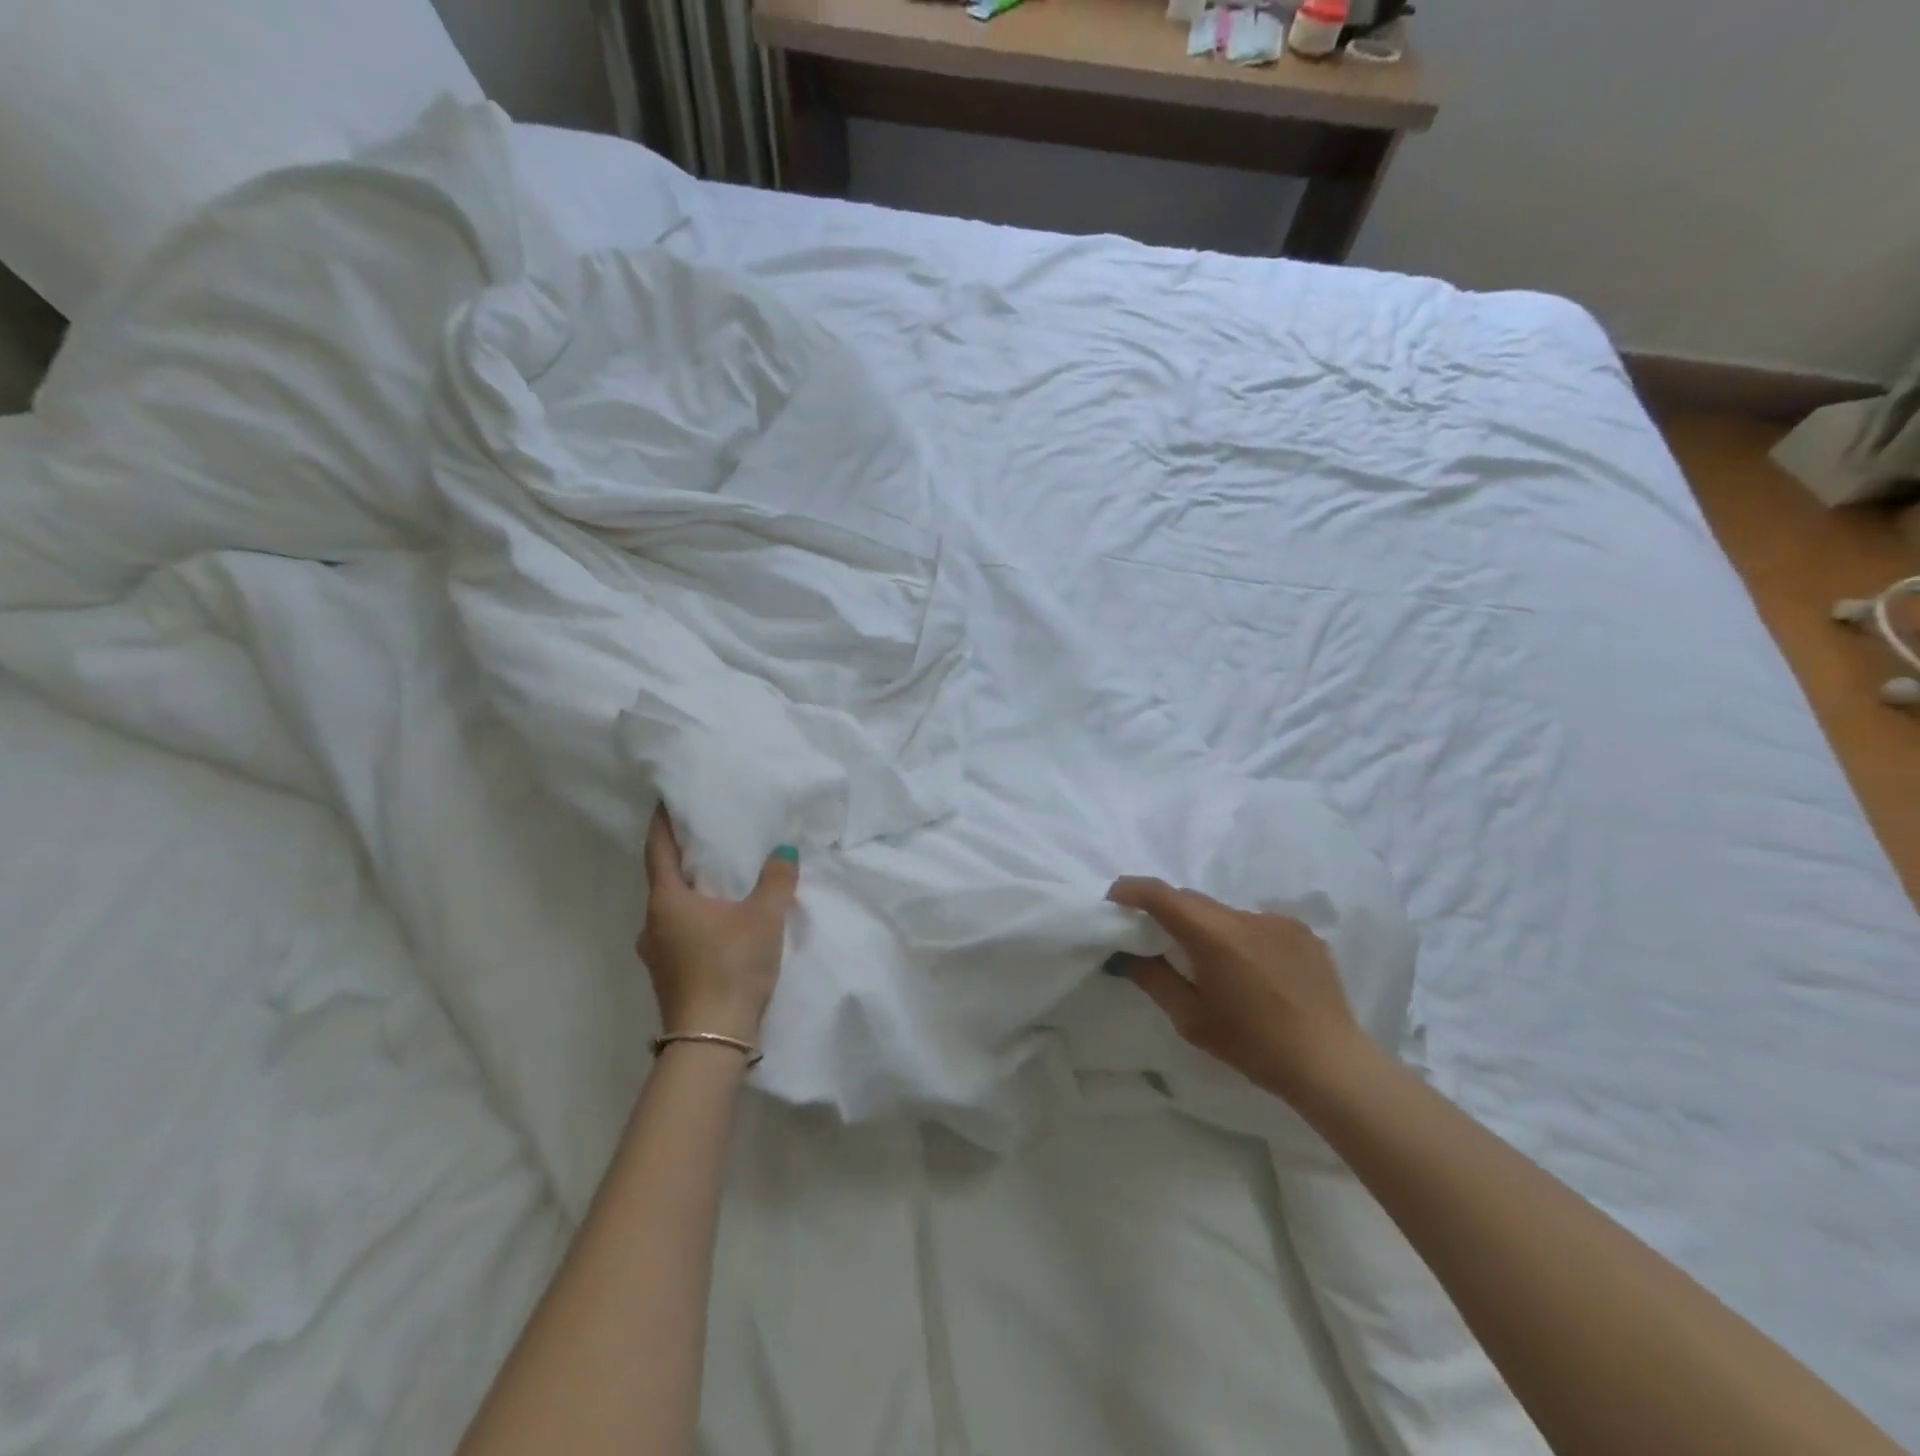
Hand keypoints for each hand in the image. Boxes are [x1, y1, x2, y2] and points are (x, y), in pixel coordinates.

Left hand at [638, 807, 798, 1045]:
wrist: (712, 1040)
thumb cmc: (731, 966)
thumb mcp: (763, 917)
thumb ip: (776, 881)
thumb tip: (783, 851)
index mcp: (666, 901)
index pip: (659, 850)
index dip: (663, 824)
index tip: (667, 801)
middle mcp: (652, 924)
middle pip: (664, 881)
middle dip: (683, 860)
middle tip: (709, 839)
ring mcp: (656, 955)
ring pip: (672, 911)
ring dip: (692, 894)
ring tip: (721, 880)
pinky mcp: (669, 977)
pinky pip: (680, 934)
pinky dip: (697, 919)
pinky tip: (722, 922)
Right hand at [1106, 876, 1371, 1105]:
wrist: (1330, 1063)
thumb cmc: (1252, 1045)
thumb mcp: (1191, 1019)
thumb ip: (1153, 979)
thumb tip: (1126, 955)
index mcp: (1212, 935)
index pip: (1159, 894)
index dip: (1130, 890)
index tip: (1114, 901)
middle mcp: (1243, 916)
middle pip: (1191, 900)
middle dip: (1167, 912)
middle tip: (1156, 940)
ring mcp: (1277, 921)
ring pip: (1225, 913)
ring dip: (1209, 928)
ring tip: (1214, 966)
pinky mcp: (1302, 931)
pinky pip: (1258, 924)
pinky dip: (1243, 938)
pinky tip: (1254, 973)